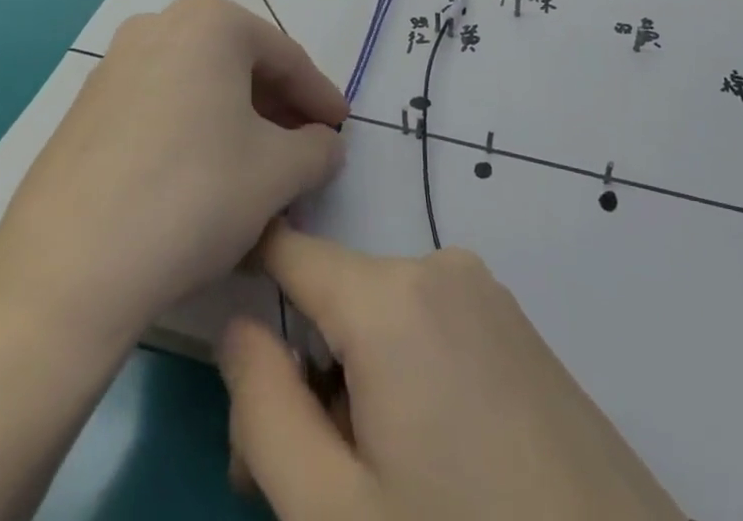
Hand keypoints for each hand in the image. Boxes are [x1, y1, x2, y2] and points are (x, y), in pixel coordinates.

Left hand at [0, 0, 347, 339]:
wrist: (66, 271)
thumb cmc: (193, 198)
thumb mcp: (278, 174)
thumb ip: (318, 150)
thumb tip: (326, 145)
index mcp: (210, 23)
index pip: (286, 57)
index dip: (320, 96)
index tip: (341, 128)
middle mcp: (159, 25)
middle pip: (239, 65)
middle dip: (277, 108)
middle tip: (304, 149)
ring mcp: (114, 64)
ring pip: (197, 86)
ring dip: (235, 122)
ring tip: (257, 169)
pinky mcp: (85, 108)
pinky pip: (159, 107)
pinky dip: (192, 132)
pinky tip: (202, 180)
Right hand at [219, 225, 686, 520]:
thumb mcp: (332, 513)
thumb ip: (263, 409)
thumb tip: (237, 326)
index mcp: (390, 296)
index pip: (290, 248)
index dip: (245, 278)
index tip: (226, 346)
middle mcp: (439, 269)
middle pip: (335, 302)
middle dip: (303, 377)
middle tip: (304, 488)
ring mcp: (485, 294)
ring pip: (381, 321)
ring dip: (353, 387)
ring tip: (371, 488)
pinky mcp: (516, 326)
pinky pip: (430, 331)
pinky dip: (404, 380)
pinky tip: (427, 465)